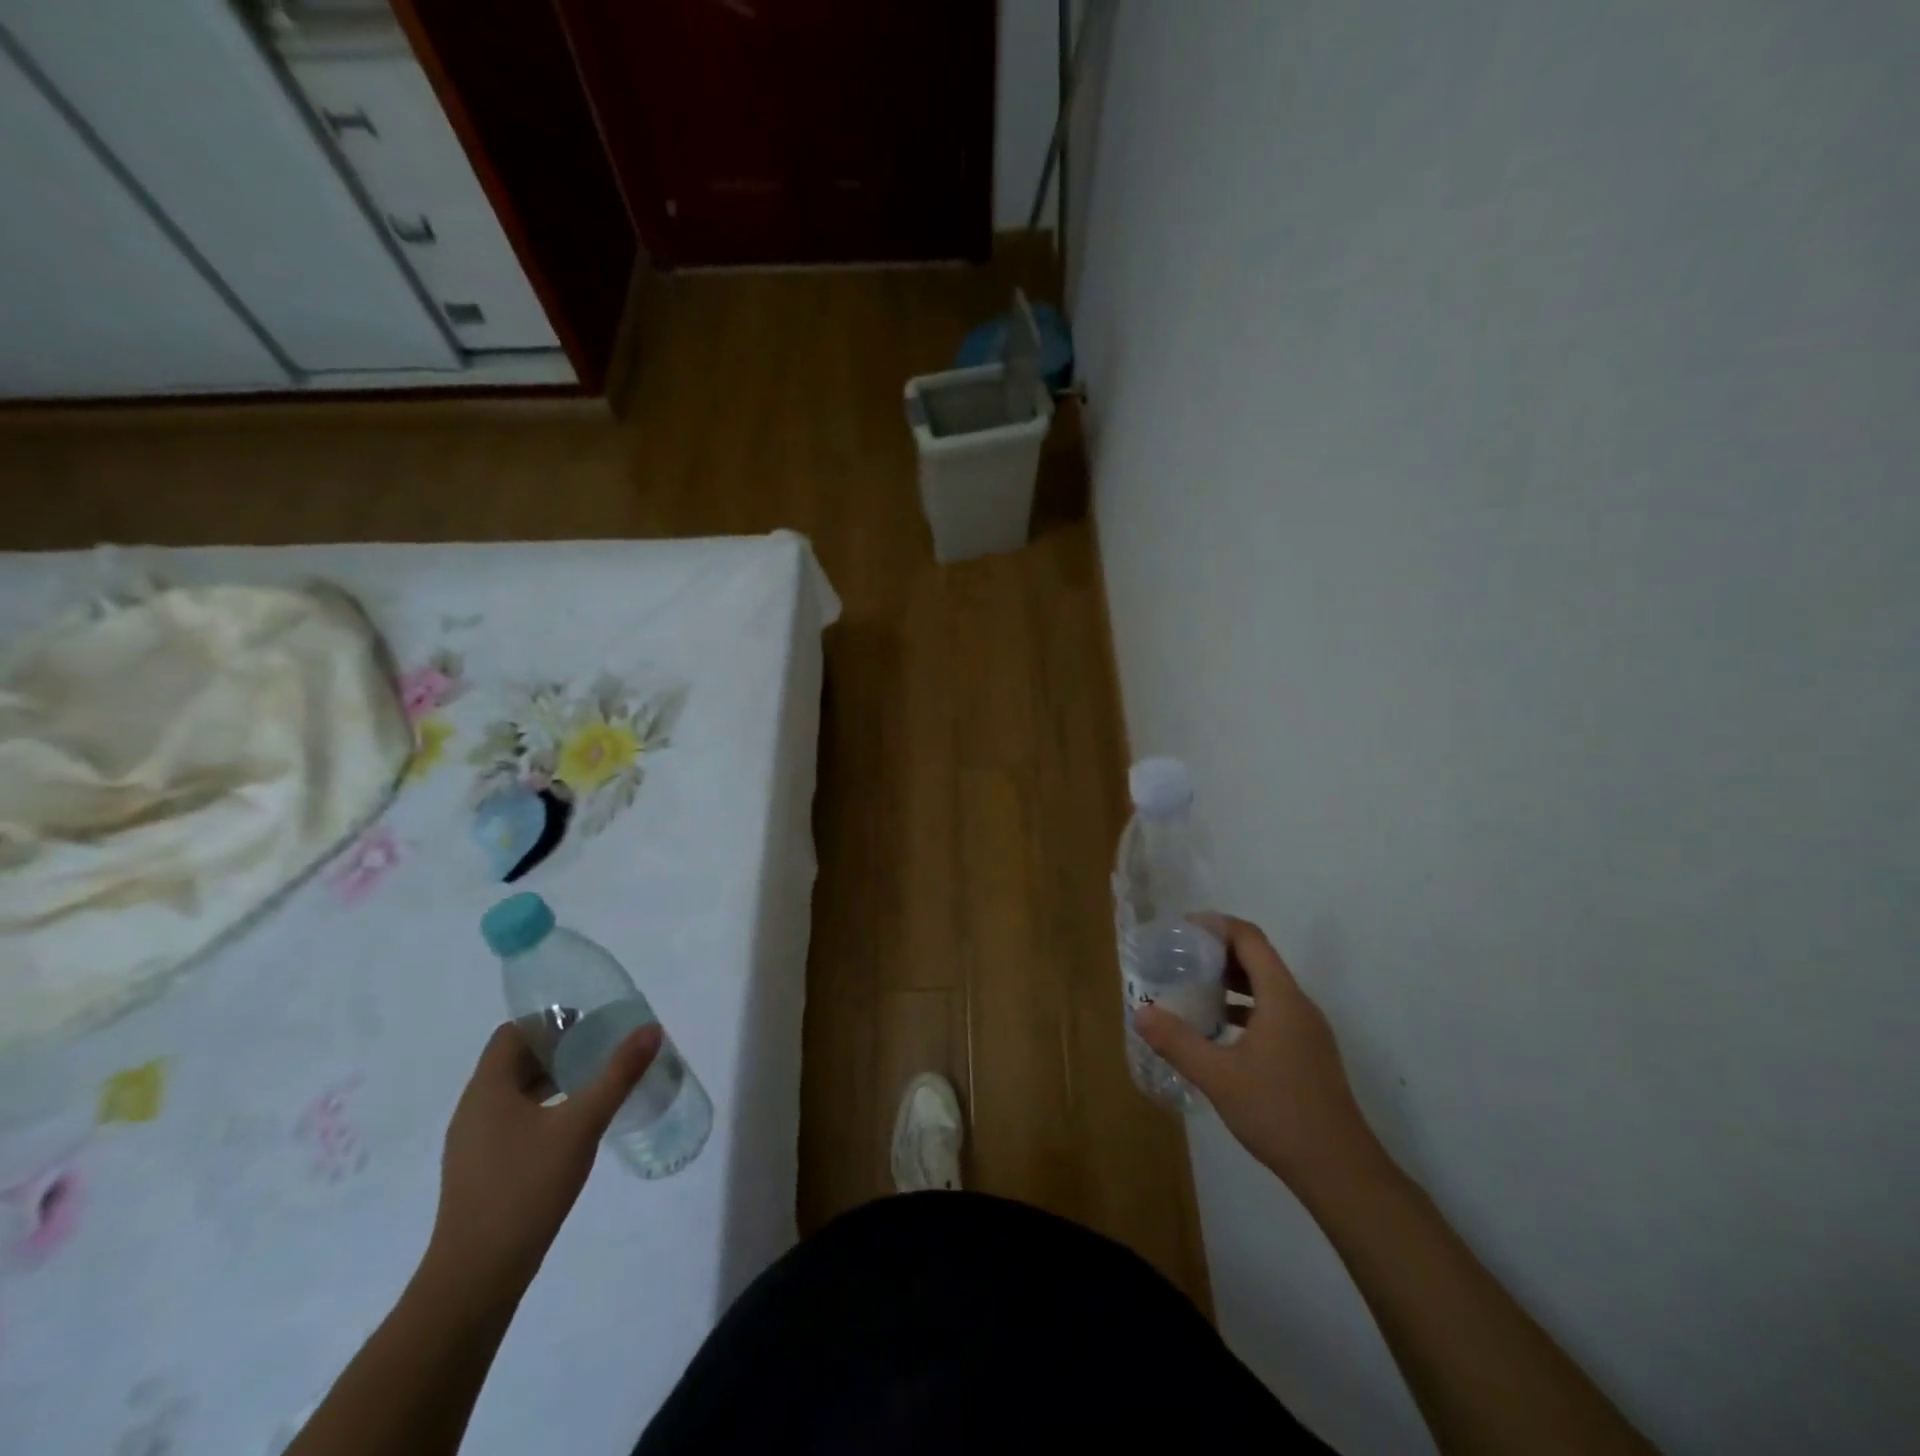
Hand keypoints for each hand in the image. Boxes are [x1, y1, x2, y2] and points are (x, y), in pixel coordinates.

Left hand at [426, 1021, 661, 1294]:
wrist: (476, 1277)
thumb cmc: (526, 1187)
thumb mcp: (582, 1124)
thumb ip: (618, 1074)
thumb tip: (650, 1029)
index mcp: (488, 1089)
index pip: (513, 1033)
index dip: (550, 1021)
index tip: (590, 1024)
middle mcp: (474, 1109)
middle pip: (515, 1060)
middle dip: (559, 1048)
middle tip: (603, 1049)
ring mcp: (473, 1143)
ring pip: (515, 1092)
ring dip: (552, 1080)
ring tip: (595, 1083)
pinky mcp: (481, 1170)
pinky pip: (513, 1120)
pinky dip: (543, 1109)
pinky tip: (573, 1127)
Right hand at [1135, 916, 1381, 1195]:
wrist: (1340, 1172)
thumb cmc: (1279, 1113)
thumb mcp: (1218, 1076)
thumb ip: (1178, 1041)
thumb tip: (1141, 1013)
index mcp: (1282, 998)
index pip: (1250, 939)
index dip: (1216, 926)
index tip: (1182, 930)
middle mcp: (1298, 1005)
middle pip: (1258, 959)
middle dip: (1218, 953)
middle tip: (1179, 958)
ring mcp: (1307, 1031)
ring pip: (1266, 988)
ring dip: (1230, 982)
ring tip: (1191, 989)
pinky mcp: (1308, 1054)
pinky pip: (1272, 1012)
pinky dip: (1243, 1008)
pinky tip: (1217, 1031)